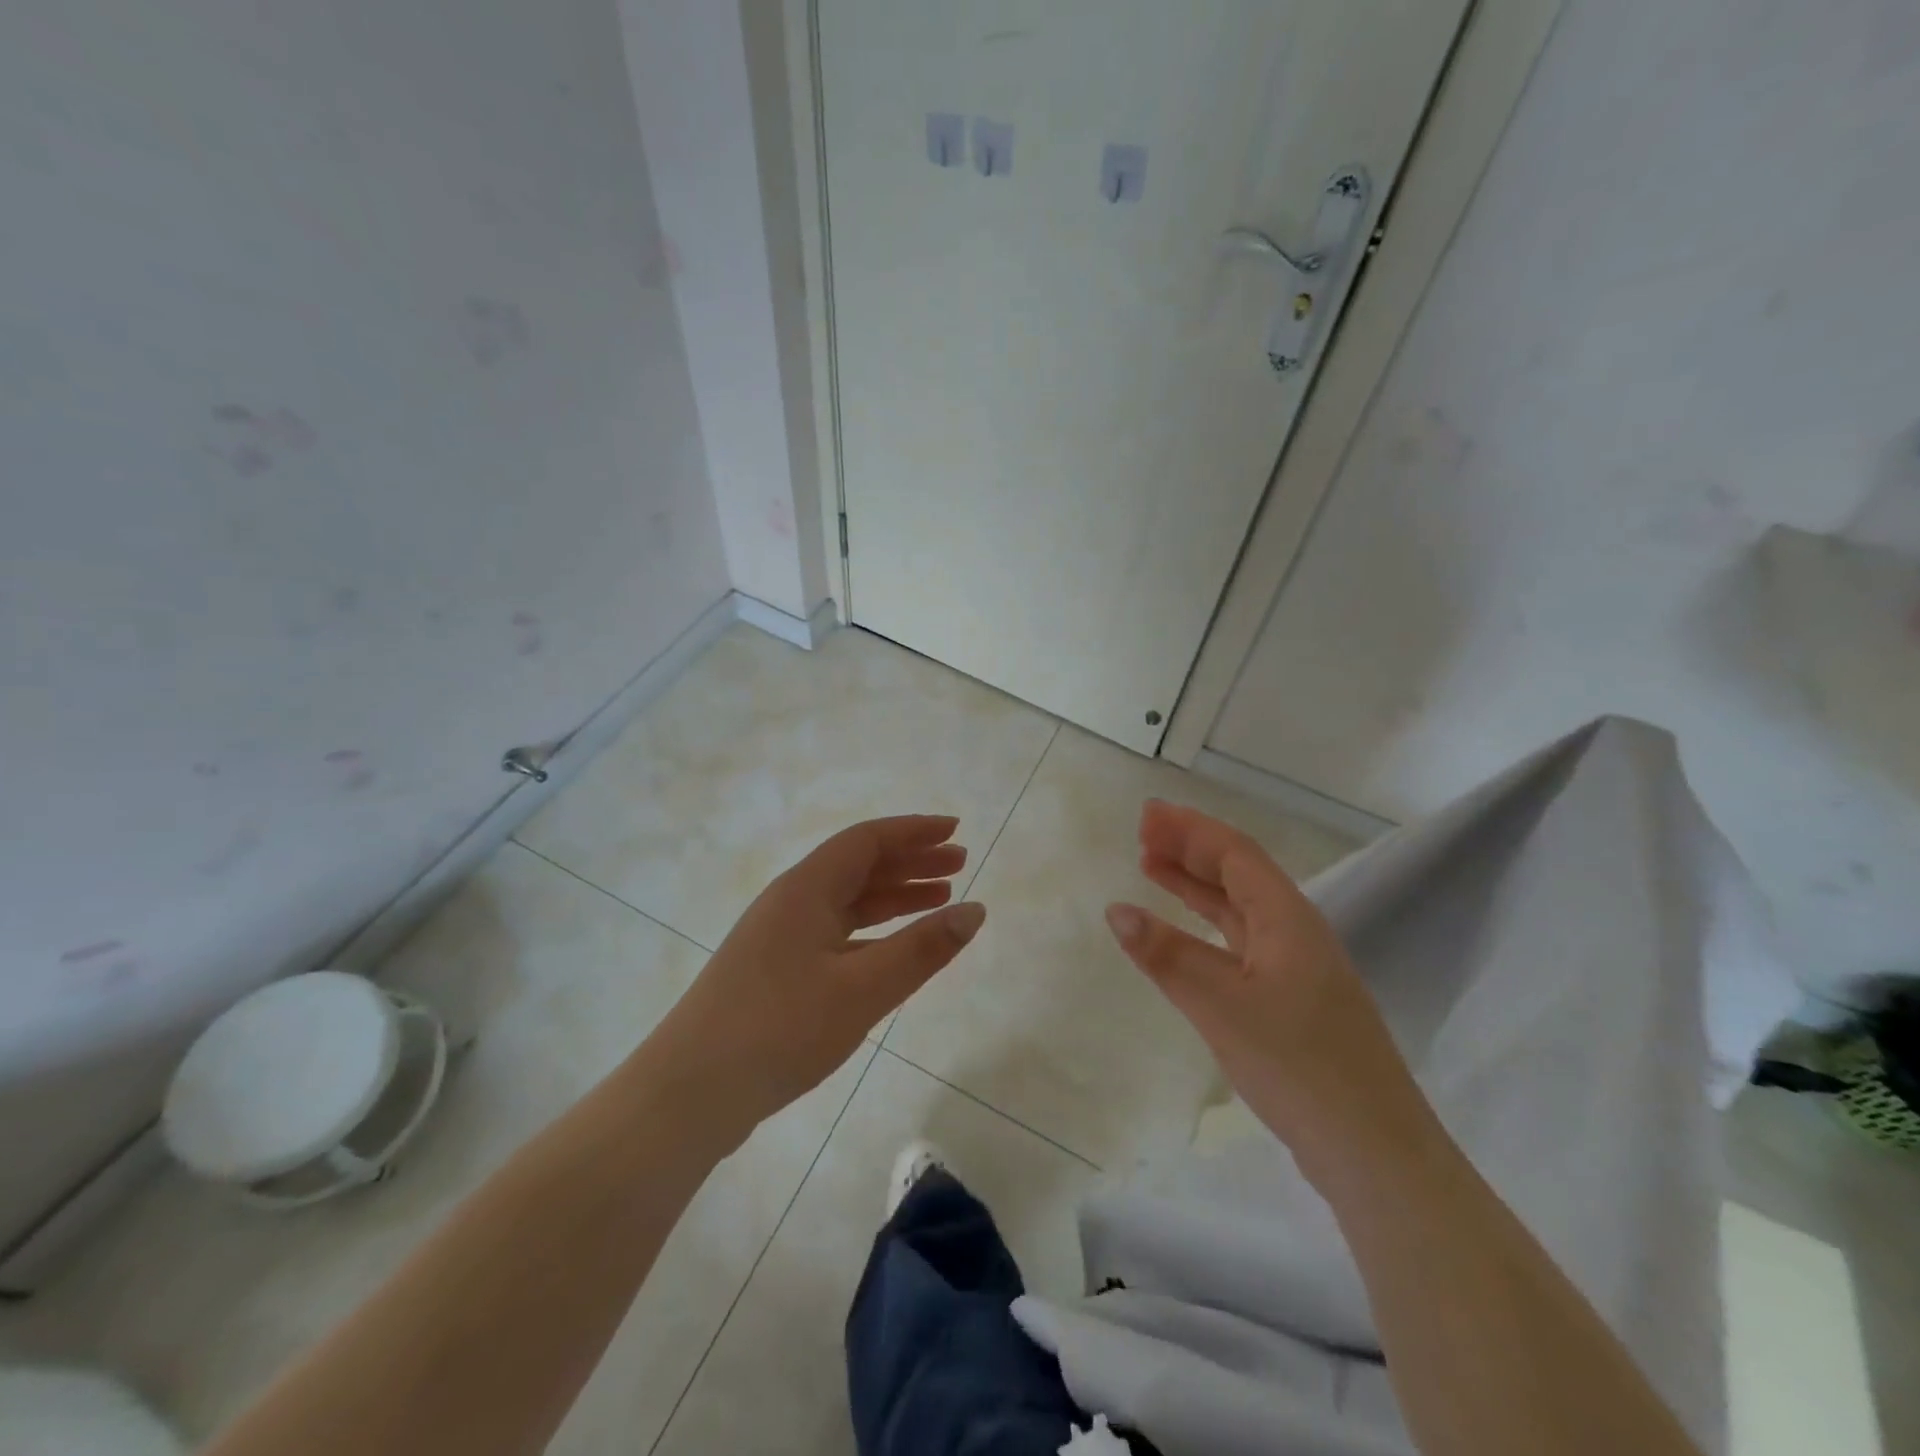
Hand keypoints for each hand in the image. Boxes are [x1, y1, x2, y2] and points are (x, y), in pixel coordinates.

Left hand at [650, 815, 984, 1145]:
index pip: (867, 840)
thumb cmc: (781, 1029)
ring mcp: (779, 936)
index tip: (955, 830)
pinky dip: (872, 930)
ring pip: (847, 901)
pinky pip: (835, 931)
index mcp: (806, 888)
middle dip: (911, 861)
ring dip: (894, 895)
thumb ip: (922, 949)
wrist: (690, 1093)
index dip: (914, 831)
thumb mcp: (863, 989)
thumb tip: (975, 911)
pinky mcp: (774, 970)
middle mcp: (791, 901)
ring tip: (940, 898)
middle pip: (859, 865)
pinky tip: (894, 947)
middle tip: (960, 864)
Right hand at [1104, 800, 1439, 1184]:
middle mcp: (1295, 933)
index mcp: (1287, 919)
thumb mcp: (1222, 1005)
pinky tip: (1183, 936)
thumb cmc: (1299, 1066)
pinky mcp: (1292, 1002)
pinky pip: (1240, 944)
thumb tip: (1116, 910)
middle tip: (1142, 834)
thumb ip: (1167, 955)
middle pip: (1238, 874)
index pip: (1235, 854)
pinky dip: (1205, 928)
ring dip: (1196, 886)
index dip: (1190, 830)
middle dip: (1190, 850)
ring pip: (1238, 910)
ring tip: (1152, 868)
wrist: (1375, 1153)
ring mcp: (1296, 969)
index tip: (1147, 815)